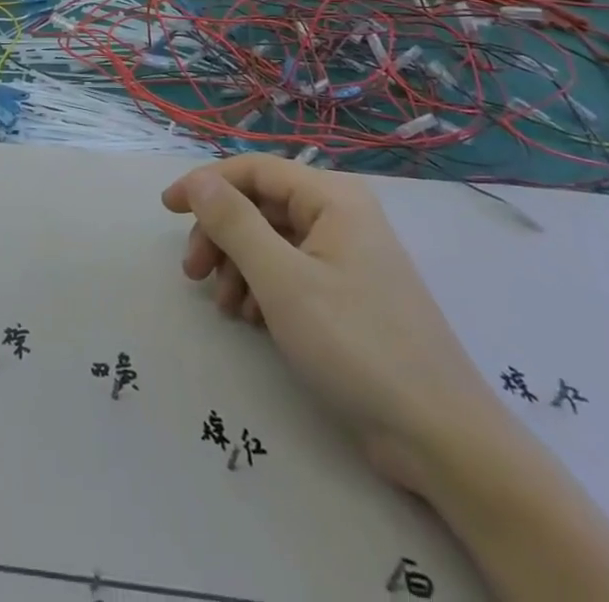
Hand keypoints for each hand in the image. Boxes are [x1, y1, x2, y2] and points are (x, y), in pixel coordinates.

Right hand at [162, 155, 504, 491]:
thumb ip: (233, 223)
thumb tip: (198, 181)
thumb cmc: (356, 345)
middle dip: (221, 235)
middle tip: (192, 273)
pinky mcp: (349, 294)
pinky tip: (250, 320)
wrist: (441, 439)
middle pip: (260, 206)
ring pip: (271, 240)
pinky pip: (291, 270)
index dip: (206, 184)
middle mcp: (341, 215)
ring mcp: (347, 256)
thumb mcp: (282, 280)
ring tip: (224, 307)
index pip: (254, 169)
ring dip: (238, 266)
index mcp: (332, 197)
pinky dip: (262, 288)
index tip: (167, 210)